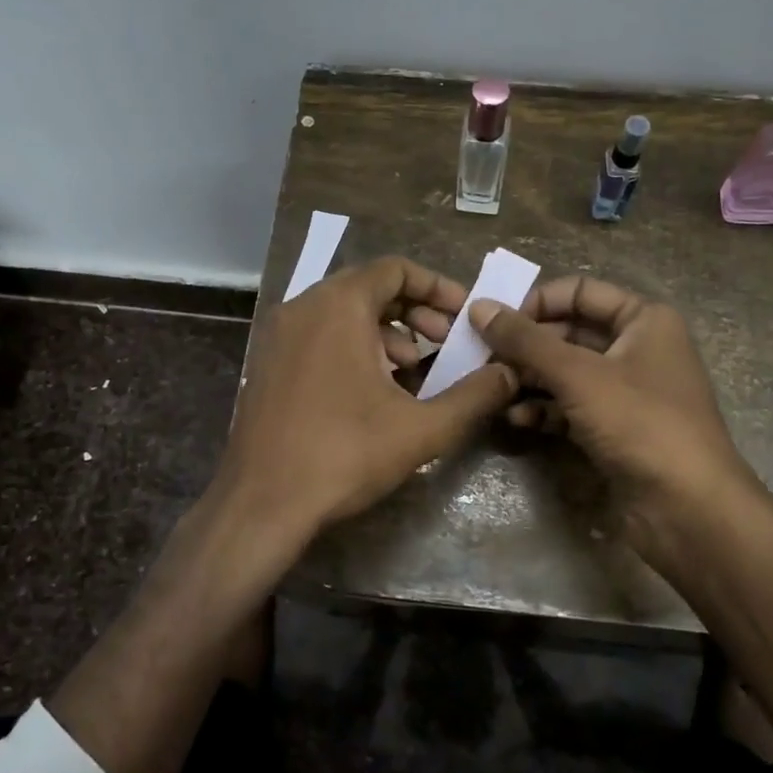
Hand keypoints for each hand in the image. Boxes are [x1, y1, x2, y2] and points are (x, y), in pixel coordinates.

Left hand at [204, 256, 518, 590]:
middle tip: (445, 342)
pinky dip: (352, 346)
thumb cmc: (344, 454)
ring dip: (385, 331)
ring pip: (342, 313)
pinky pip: (318, 334)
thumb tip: (510, 374)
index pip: (395, 269)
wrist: (262, 503)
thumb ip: (474, 396)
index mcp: (338, 306)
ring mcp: (278, 334)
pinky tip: (372, 390)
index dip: (437, 286)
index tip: (463, 315)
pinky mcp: (267, 363)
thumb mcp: (422, 428)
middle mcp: (303, 307)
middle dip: (414, 311)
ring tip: (413, 370)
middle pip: (369, 288)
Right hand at [470, 276, 772, 576]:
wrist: (688, 509)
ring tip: (493, 388)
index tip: (494, 321)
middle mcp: (637, 348)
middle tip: (482, 358)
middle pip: (569, 332)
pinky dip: (544, 409)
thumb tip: (479, 306)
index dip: (536, 302)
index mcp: (643, 319)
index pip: (579, 292)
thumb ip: (525, 340)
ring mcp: (626, 391)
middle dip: (526, 346)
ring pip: (566, 372)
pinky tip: (516, 419)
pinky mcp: (615, 428)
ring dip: (529, 379)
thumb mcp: (578, 374)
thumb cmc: (640, 422)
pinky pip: (571, 406)